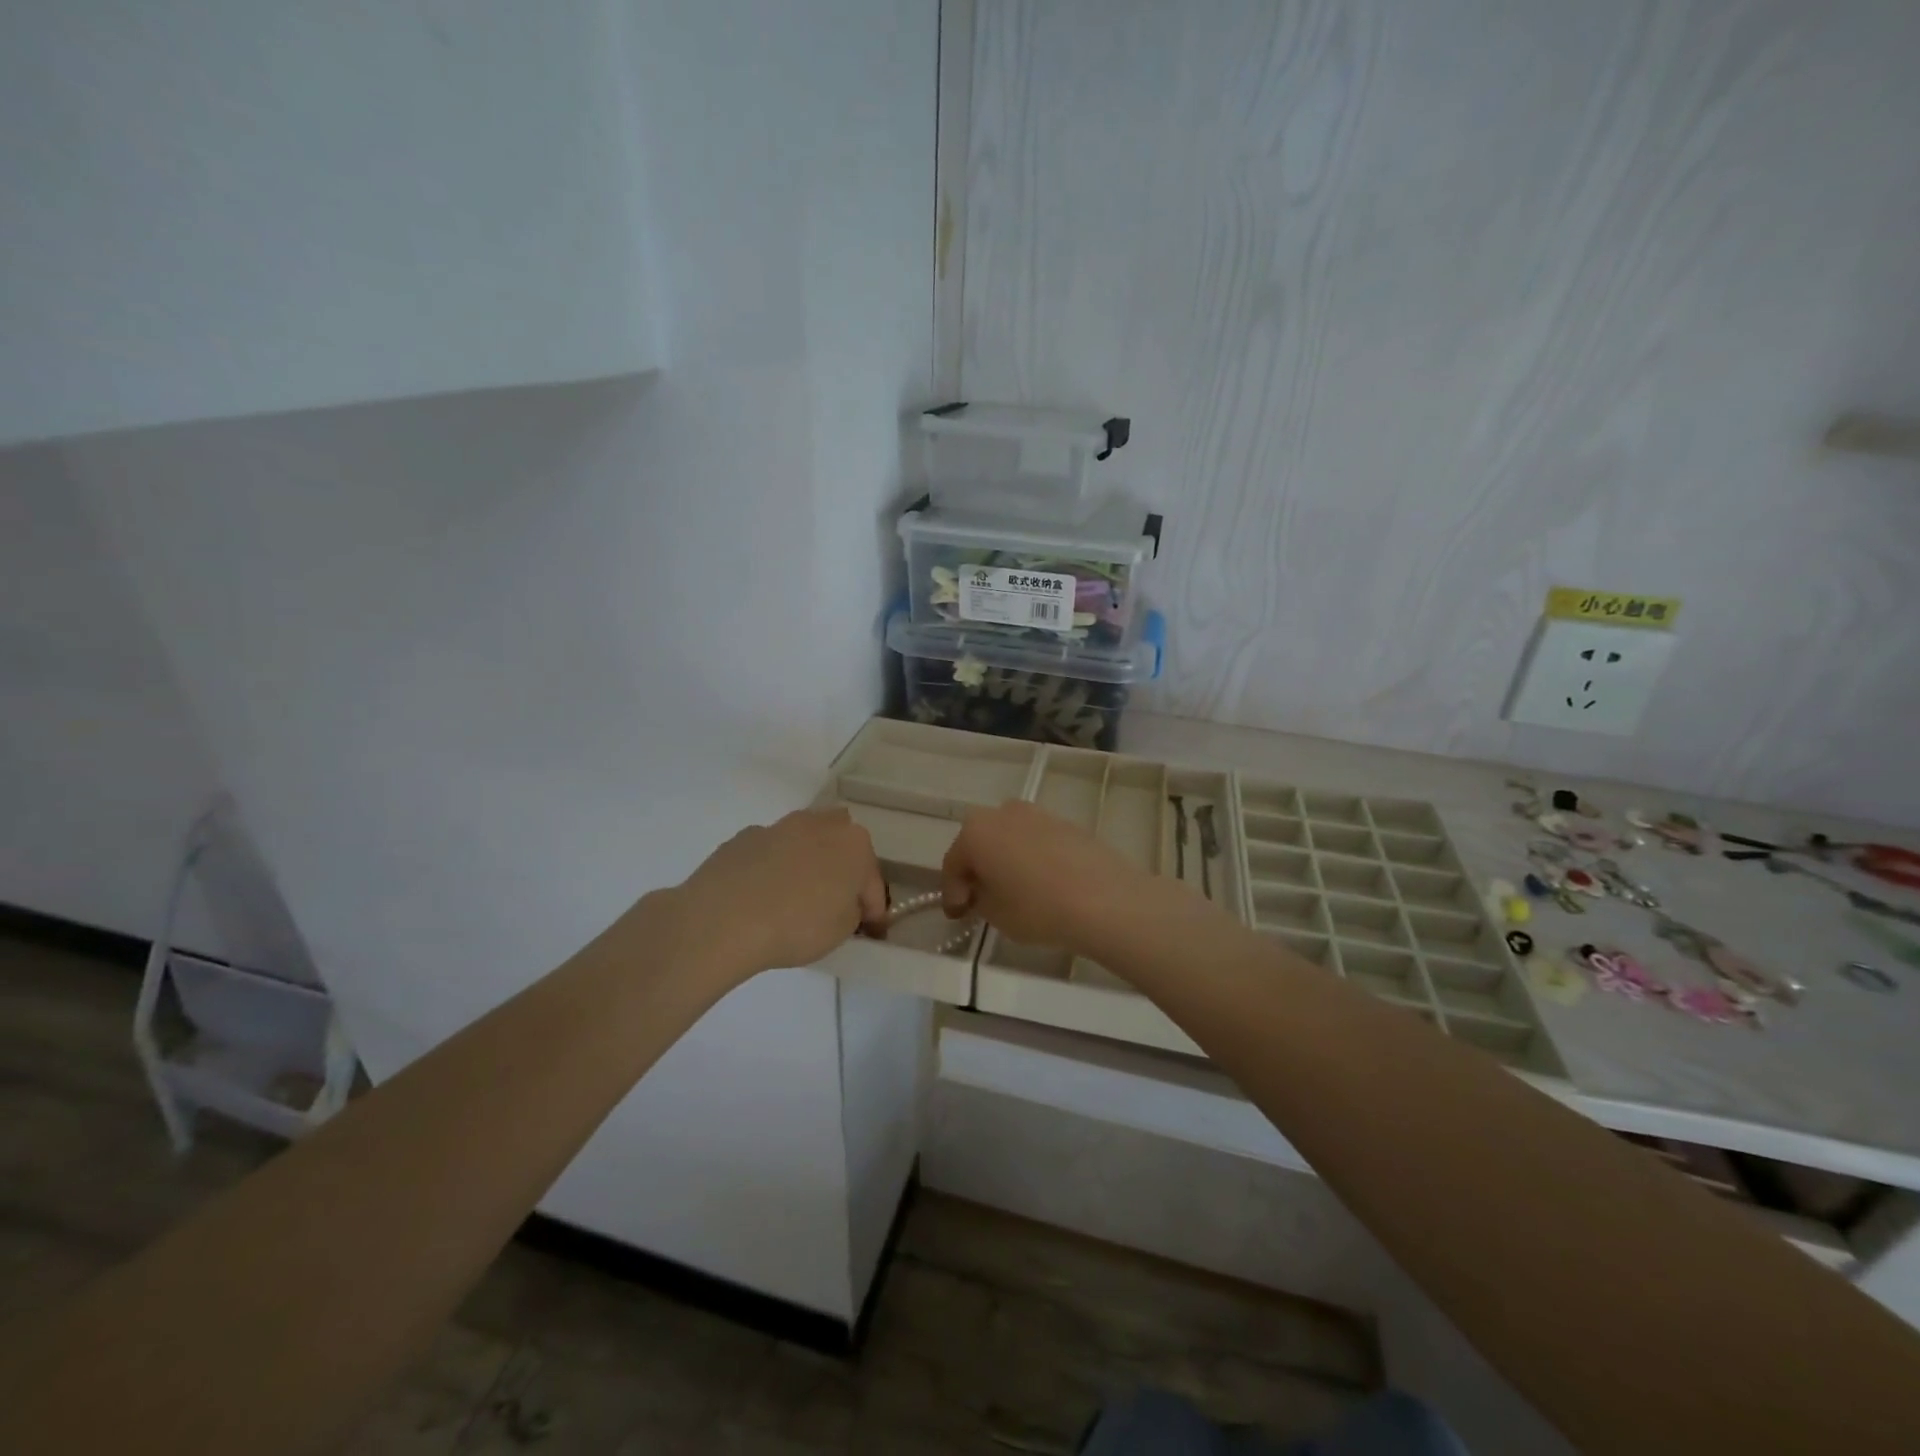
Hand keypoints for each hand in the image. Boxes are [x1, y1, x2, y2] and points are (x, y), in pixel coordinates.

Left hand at [676, 808, 887, 978]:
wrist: (722, 919)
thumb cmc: (796, 925)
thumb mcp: (842, 931)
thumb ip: (852, 910)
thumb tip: (844, 903)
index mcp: (854, 844)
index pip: (872, 880)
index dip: (872, 909)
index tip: (867, 930)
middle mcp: (819, 824)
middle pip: (840, 845)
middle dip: (841, 868)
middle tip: (833, 902)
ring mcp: (778, 827)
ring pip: (803, 843)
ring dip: (805, 864)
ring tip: (794, 899)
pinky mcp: (743, 838)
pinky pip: (769, 853)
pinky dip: (771, 869)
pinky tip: (760, 896)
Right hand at [941, 800, 1169, 954]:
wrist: (1105, 899)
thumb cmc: (1037, 908)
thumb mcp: (995, 914)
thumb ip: (979, 898)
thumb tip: (981, 891)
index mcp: (975, 831)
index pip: (953, 864)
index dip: (952, 893)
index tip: (958, 916)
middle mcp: (1002, 812)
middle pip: (980, 843)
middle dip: (977, 870)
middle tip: (980, 899)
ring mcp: (1038, 813)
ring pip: (1009, 838)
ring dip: (1005, 861)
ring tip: (1013, 891)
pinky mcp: (1067, 823)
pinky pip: (1036, 841)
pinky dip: (1031, 858)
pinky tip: (1042, 883)